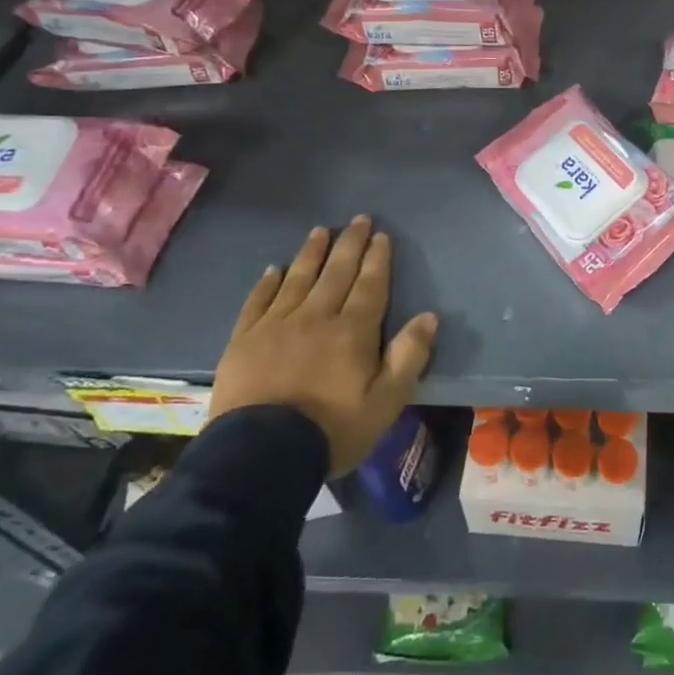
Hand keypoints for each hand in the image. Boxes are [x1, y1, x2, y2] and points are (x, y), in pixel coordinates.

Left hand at [209, 215, 436, 474]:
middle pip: (337, 272)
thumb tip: (428, 317)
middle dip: (350, 244)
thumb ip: (409, 356)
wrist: (261, 454)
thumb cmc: (333, 429)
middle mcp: (316, 317)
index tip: (381, 236)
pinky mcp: (245, 340)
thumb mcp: (387, 401)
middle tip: (358, 219)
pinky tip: (274, 269)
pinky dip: (268, 282)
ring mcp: (277, 325)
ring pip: (298, 278)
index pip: (370, 285)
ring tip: (321, 231)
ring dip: (312, 253)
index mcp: (353, 330)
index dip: (377, 259)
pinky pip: (258, 301)